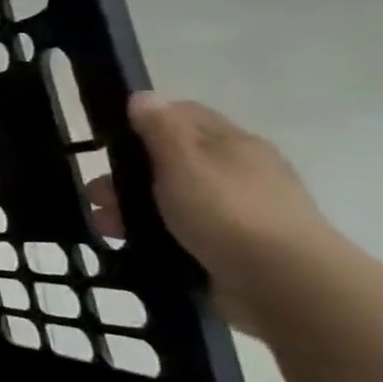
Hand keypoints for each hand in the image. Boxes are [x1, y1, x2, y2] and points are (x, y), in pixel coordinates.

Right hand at [127, 92, 333, 323]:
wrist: (284, 285)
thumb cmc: (227, 212)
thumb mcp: (183, 161)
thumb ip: (159, 128)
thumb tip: (143, 96)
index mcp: (233, 143)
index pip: (184, 115)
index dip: (144, 122)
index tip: (109, 142)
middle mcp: (241, 172)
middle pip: (174, 160)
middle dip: (129, 175)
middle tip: (97, 196)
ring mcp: (242, 212)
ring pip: (175, 199)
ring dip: (135, 208)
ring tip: (105, 227)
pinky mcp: (237, 248)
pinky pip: (186, 232)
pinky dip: (158, 235)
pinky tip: (135, 246)